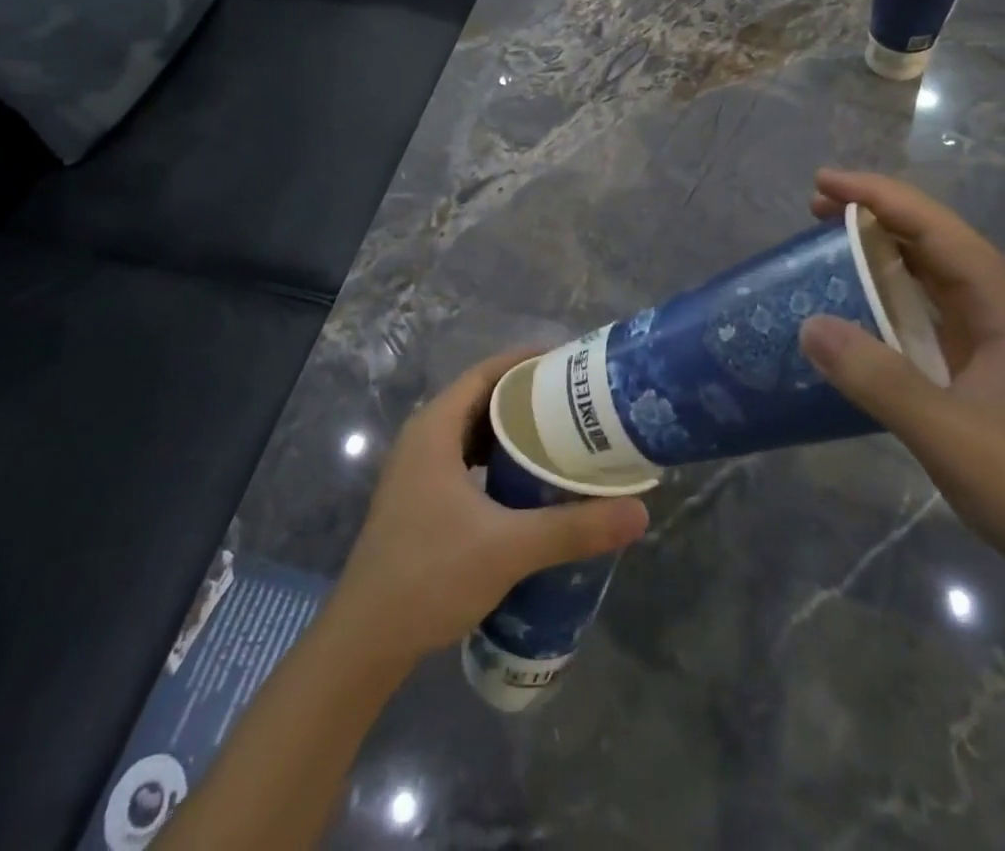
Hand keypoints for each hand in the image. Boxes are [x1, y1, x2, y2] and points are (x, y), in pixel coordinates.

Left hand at [329, 350, 649, 665]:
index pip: (486, 372)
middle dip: (528, 396)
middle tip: (577, 402)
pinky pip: (467, 459)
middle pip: (482, 398)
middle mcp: (423, 438)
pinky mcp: (421, 499)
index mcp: (435, 427)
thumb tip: (639, 513)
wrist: (365, 643)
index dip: (527, 362)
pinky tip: (528, 482)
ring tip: (561, 436)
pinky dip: (498, 459)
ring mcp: (418, 470)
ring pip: (474, 431)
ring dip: (514, 430)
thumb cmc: (430, 576)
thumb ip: (573, 528)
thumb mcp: (508, 548)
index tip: (571, 364)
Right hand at [800, 169, 1004, 586]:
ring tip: (824, 243)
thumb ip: (878, 377)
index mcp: (1002, 301)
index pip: (933, 227)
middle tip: (812, 209)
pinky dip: (887, 294)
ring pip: (928, 272)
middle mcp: (999, 304)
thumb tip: (808, 325)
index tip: (822, 182)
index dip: (876, 197)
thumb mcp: (947, 431)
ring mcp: (991, 333)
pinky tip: (855, 304)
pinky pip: (925, 309)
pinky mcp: (979, 362)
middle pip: (930, 239)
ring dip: (878, 252)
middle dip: (872, 216)